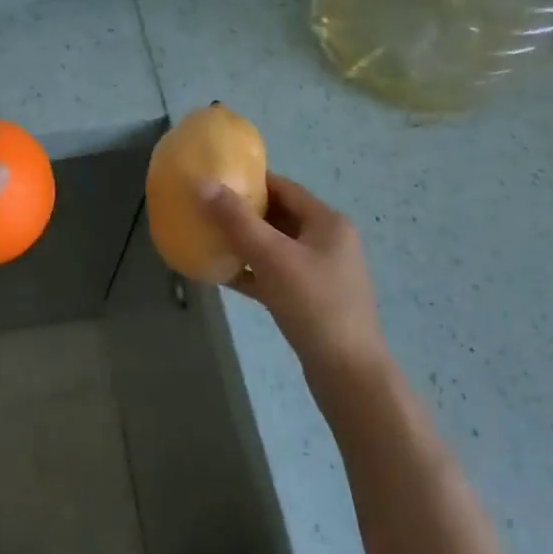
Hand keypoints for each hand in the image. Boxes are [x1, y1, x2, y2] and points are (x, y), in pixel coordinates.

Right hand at [201, 173, 389, 384]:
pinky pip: (274, 275)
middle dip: (242, 212)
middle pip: (278, 215)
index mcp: (327, 222)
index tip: (216, 178)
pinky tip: (220, 273)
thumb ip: (236, 220)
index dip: (250, 180)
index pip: (284, 188)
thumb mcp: (272, 257)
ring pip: (274, 247)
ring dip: (244, 242)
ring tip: (208, 236)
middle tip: (205, 208)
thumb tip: (203, 183)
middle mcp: (327, 241)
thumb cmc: (314, 305)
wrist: (349, 376)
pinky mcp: (310, 300)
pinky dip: (250, 271)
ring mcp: (320, 272)